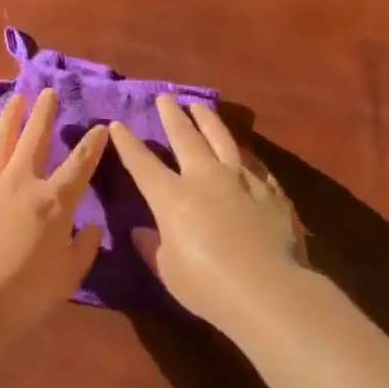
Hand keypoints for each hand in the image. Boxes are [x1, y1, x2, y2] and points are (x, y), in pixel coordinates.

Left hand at [0, 88, 107, 332]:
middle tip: (48, 92)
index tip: (100, 127)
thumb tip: (92, 227)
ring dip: (7, 120)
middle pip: (34, 138)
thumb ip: (84, 248)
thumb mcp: (69, 276)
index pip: (79, 164)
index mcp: (53, 201)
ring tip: (14, 101)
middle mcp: (20, 183)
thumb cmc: (26, 292)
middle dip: (44, 113)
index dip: (92, 145)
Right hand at [110, 95, 304, 329]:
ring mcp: (241, 179)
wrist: (268, 290)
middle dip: (172, 116)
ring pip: (221, 139)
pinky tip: (244, 151)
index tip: (117, 125)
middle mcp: (205, 177)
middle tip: (165, 98)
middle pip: (185, 137)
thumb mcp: (169, 271)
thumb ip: (153, 247)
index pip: (143, 163)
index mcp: (172, 197)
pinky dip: (243, 154)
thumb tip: (141, 231)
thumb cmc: (208, 287)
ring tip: (200, 106)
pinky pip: (254, 163)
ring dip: (208, 120)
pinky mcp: (271, 190)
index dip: (128, 144)